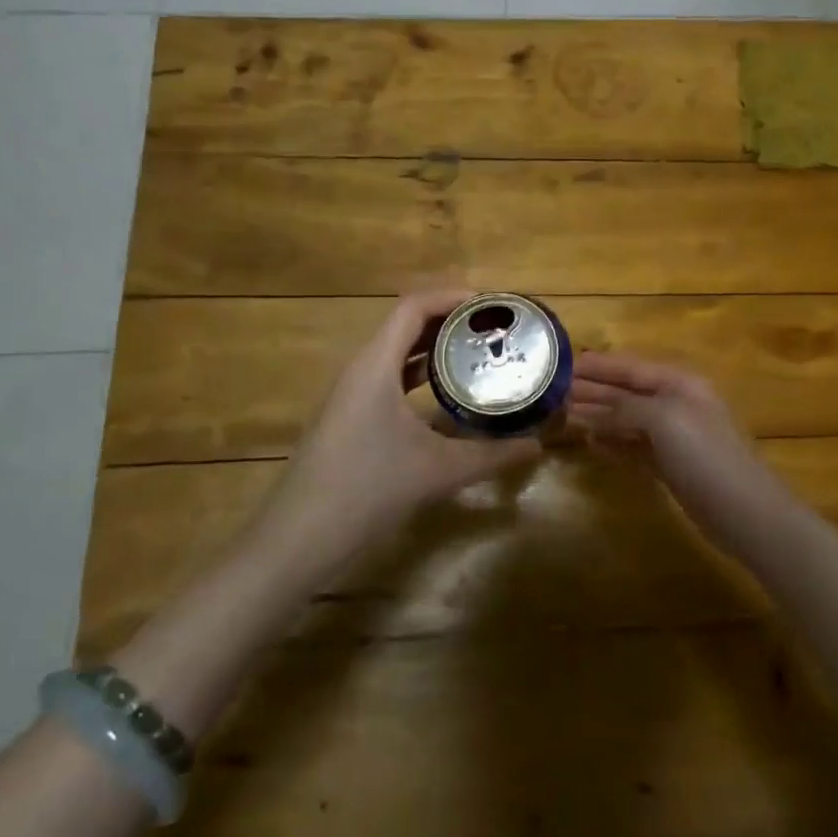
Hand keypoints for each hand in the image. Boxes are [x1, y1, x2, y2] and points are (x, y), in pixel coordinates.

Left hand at [270, 292, 542, 569]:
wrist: (300, 539)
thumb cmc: (368, 490)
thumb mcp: (439, 471)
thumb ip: (492, 456)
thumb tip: (537, 446)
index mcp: (375, 365)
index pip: (413, 306)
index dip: (453, 297)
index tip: (493, 306)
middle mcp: (360, 370)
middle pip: (406, 325)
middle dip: (450, 321)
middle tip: (495, 330)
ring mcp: (351, 395)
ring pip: (397, 353)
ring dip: (435, 348)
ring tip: (479, 354)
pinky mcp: (349, 418)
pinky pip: (389, 379)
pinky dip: (420, 376)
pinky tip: (448, 396)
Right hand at [569, 352, 785, 548]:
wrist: (743, 510)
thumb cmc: (704, 455)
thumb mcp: (663, 419)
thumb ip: (624, 407)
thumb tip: (590, 409)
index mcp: (678, 382)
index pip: (630, 367)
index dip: (597, 366)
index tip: (562, 364)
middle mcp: (675, 403)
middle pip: (627, 391)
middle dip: (593, 390)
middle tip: (555, 391)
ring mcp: (674, 436)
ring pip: (628, 419)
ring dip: (599, 416)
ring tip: (565, 415)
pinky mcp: (671, 465)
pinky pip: (635, 446)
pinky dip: (614, 443)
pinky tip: (593, 444)